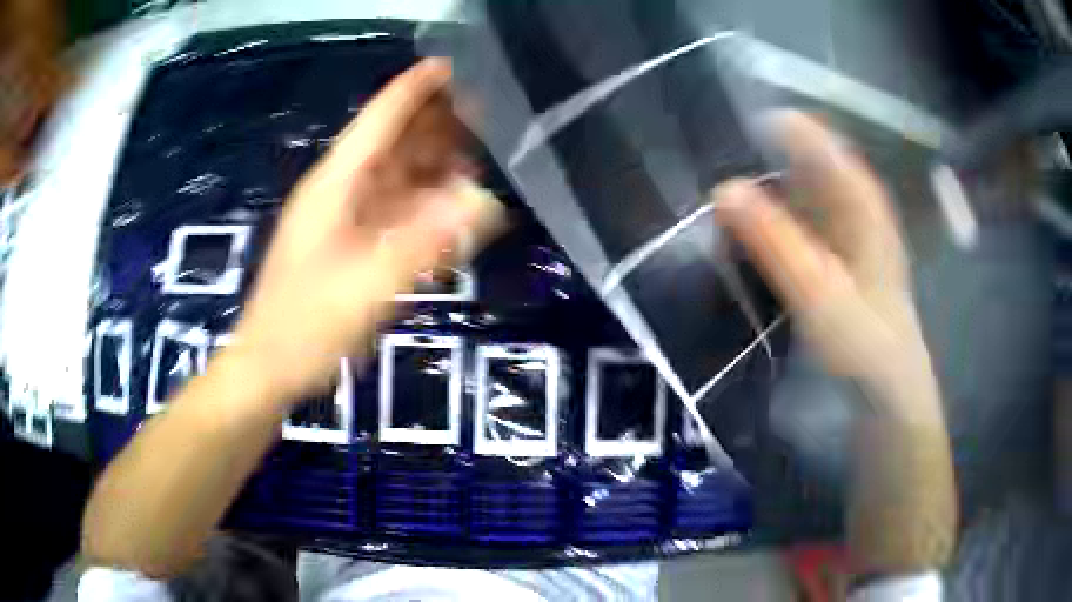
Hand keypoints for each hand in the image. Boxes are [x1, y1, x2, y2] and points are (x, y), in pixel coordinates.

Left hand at [226, 59, 502, 407]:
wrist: (269, 367)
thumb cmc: (306, 326)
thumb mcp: (366, 286)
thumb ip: (425, 243)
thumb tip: (484, 203)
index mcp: (335, 186)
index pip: (378, 122)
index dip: (413, 90)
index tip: (450, 66)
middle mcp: (338, 192)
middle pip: (389, 143)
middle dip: (432, 123)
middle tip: (483, 109)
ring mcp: (341, 219)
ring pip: (392, 175)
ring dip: (430, 161)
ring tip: (476, 150)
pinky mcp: (346, 244)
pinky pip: (390, 208)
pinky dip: (420, 200)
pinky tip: (447, 203)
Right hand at [714, 112, 934, 416]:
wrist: (887, 391)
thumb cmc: (864, 344)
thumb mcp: (818, 294)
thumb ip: (775, 241)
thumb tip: (721, 188)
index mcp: (859, 197)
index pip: (811, 136)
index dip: (767, 126)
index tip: (721, 131)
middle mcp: (853, 201)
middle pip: (800, 158)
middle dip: (755, 157)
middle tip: (707, 169)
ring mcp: (844, 227)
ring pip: (796, 188)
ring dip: (759, 189)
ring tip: (715, 199)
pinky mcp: (833, 252)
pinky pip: (796, 218)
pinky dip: (769, 218)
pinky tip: (742, 234)